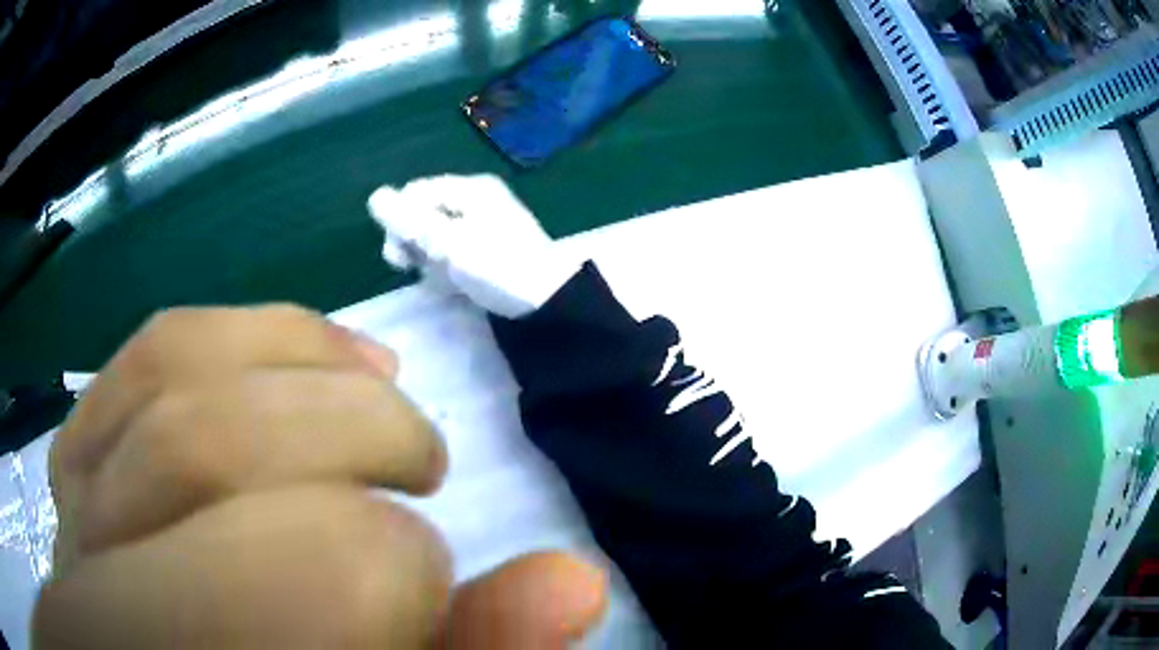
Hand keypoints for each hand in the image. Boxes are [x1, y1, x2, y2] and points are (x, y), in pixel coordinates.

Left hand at [35, 305, 606, 647]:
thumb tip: (574, 583)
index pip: (297, 575)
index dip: (399, 570)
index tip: (436, 583)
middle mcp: (98, 583)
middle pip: (204, 450)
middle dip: (355, 436)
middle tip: (420, 467)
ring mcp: (74, 506)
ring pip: (167, 371)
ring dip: (296, 356)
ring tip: (373, 383)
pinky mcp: (74, 459)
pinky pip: (143, 355)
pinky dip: (231, 336)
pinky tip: (292, 355)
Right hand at [368, 175, 581, 317]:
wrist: (548, 302)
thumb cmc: (497, 267)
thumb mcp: (448, 243)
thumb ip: (409, 220)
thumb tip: (375, 196)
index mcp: (470, 188)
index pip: (415, 192)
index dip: (399, 219)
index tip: (399, 253)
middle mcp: (476, 199)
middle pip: (425, 210)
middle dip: (413, 239)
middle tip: (412, 266)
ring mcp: (484, 223)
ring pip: (436, 233)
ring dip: (428, 255)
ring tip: (440, 276)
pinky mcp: (488, 247)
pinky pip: (453, 248)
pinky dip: (446, 264)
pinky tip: (452, 282)